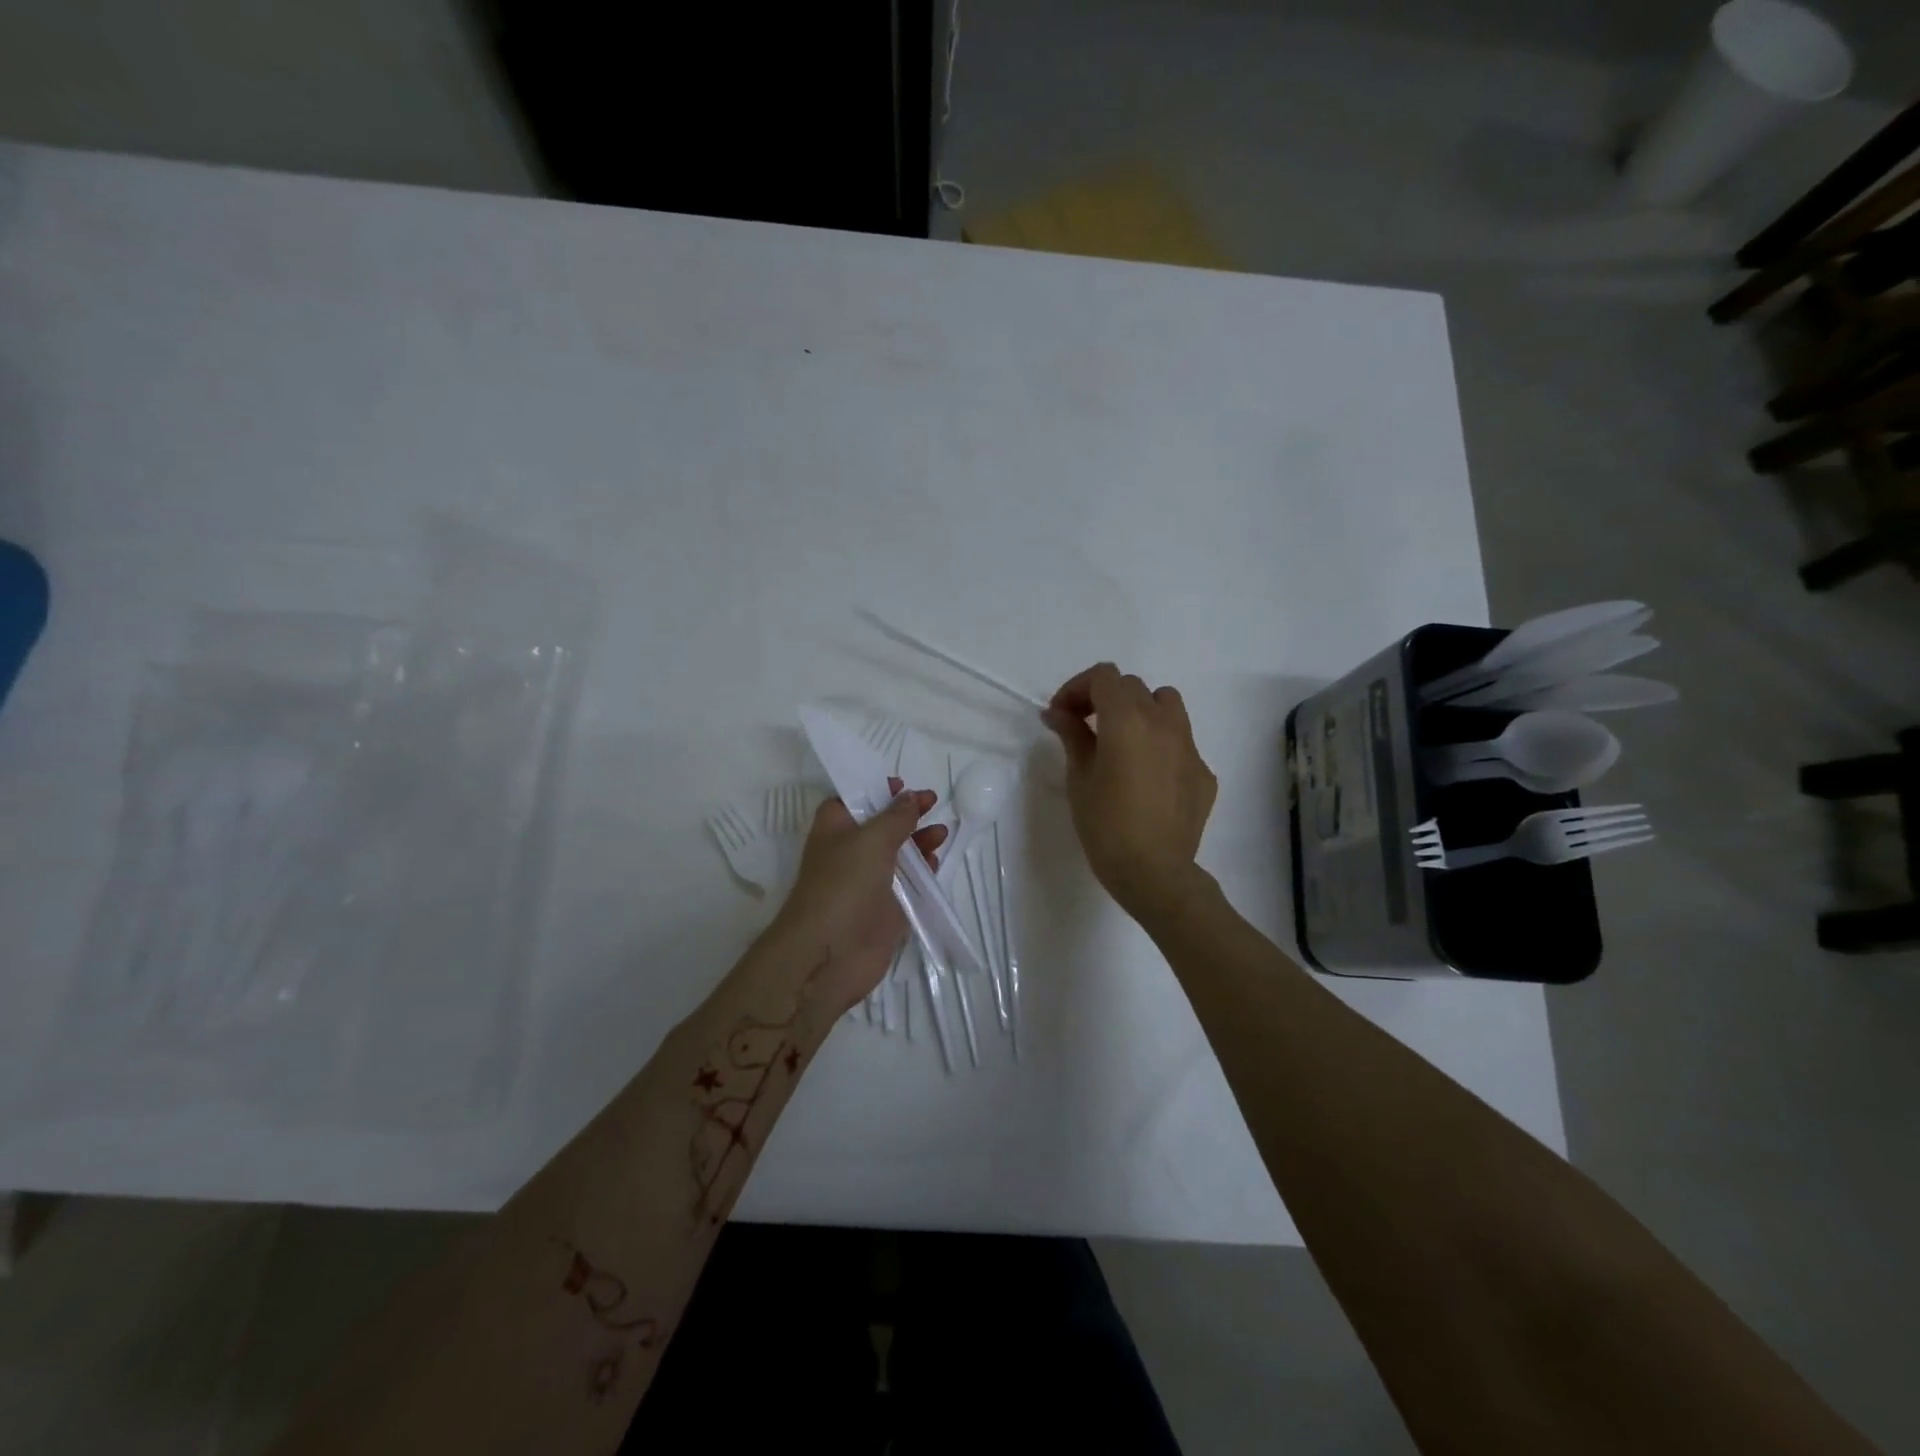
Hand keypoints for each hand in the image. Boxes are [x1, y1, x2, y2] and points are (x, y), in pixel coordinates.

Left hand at [768, 779, 947, 1015]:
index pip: (852, 799)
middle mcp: (850, 852)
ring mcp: (868, 881)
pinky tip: (936, 861)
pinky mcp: (886, 908)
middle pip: (880, 825)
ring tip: (941, 833)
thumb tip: (910, 797)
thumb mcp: (871, 839)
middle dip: (906, 813)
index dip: (875, 789)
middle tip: (933, 802)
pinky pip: (908, 883)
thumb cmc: (844, 883)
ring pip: (897, 853)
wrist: (830, 952)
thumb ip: (896, 816)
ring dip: (919, 840)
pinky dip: (922, 871)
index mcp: (835, 828)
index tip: (902, 785)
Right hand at [1042, 663, 1217, 923]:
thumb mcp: (1079, 777)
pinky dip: (1159, 745)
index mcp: (1128, 719)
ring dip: (1139, 711)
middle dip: (1103, 699)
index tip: (1062, 715)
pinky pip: (1180, 741)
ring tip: (1121, 741)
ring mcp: (1189, 746)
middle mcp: (1163, 722)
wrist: (1154, 872)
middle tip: (1082, 727)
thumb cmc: (1106, 825)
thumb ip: (1072, 735)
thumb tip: (1058, 713)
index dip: (1077, 688)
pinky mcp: (1203, 771)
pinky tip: (1146, 777)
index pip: (1104, 676)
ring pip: (1165, 704)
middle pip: (1132, 687)